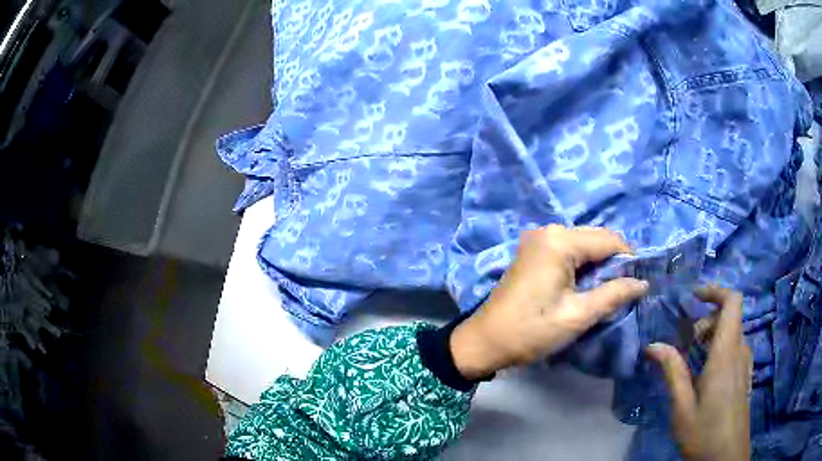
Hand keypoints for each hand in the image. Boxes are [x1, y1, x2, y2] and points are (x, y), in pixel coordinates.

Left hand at [450, 225, 648, 378]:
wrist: (484, 342)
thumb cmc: (531, 331)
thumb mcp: (578, 316)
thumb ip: (614, 294)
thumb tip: (643, 282)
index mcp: (560, 241)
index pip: (609, 240)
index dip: (629, 260)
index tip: (638, 284)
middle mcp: (548, 231)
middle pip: (596, 239)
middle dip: (614, 263)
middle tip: (623, 291)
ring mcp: (538, 240)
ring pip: (584, 245)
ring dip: (599, 266)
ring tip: (605, 292)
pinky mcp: (533, 252)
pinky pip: (568, 252)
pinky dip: (582, 266)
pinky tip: (585, 287)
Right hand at [646, 286, 751, 460]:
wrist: (726, 456)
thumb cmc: (704, 432)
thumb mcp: (682, 407)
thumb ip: (672, 371)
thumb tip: (653, 345)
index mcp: (726, 353)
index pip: (732, 301)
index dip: (715, 290)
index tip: (694, 296)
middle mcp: (740, 350)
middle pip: (729, 316)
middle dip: (706, 320)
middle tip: (685, 342)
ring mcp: (745, 363)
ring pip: (732, 332)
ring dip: (712, 335)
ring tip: (692, 359)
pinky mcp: (744, 375)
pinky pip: (735, 348)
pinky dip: (720, 348)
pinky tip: (705, 374)